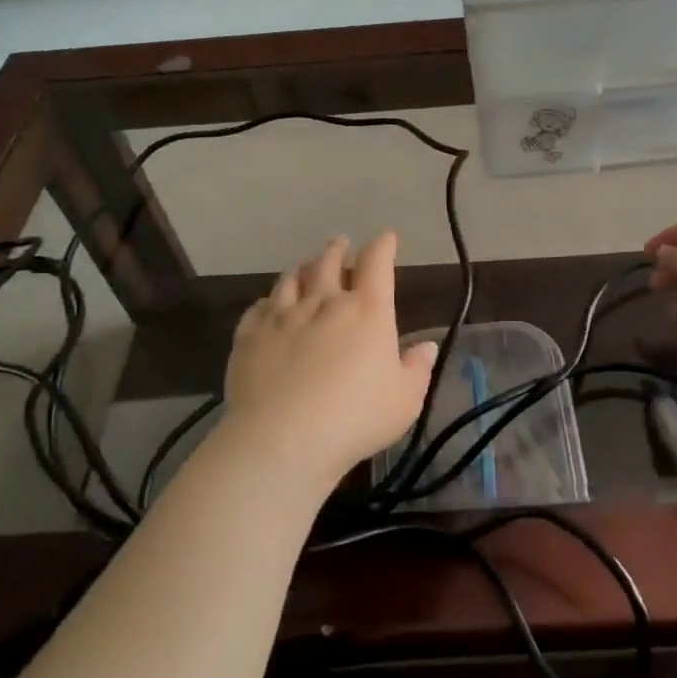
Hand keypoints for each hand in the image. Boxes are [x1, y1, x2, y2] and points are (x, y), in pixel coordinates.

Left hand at [222, 232, 437, 486]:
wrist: (284, 439)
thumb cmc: (356, 418)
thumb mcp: (405, 399)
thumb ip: (417, 368)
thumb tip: (426, 346)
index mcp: (367, 310)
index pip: (377, 263)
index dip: (383, 246)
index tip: (386, 237)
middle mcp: (324, 303)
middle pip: (328, 262)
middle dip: (337, 250)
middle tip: (340, 243)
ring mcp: (283, 317)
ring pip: (290, 280)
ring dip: (301, 269)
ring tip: (303, 266)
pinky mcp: (250, 337)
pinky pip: (259, 308)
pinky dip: (268, 302)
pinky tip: (268, 305)